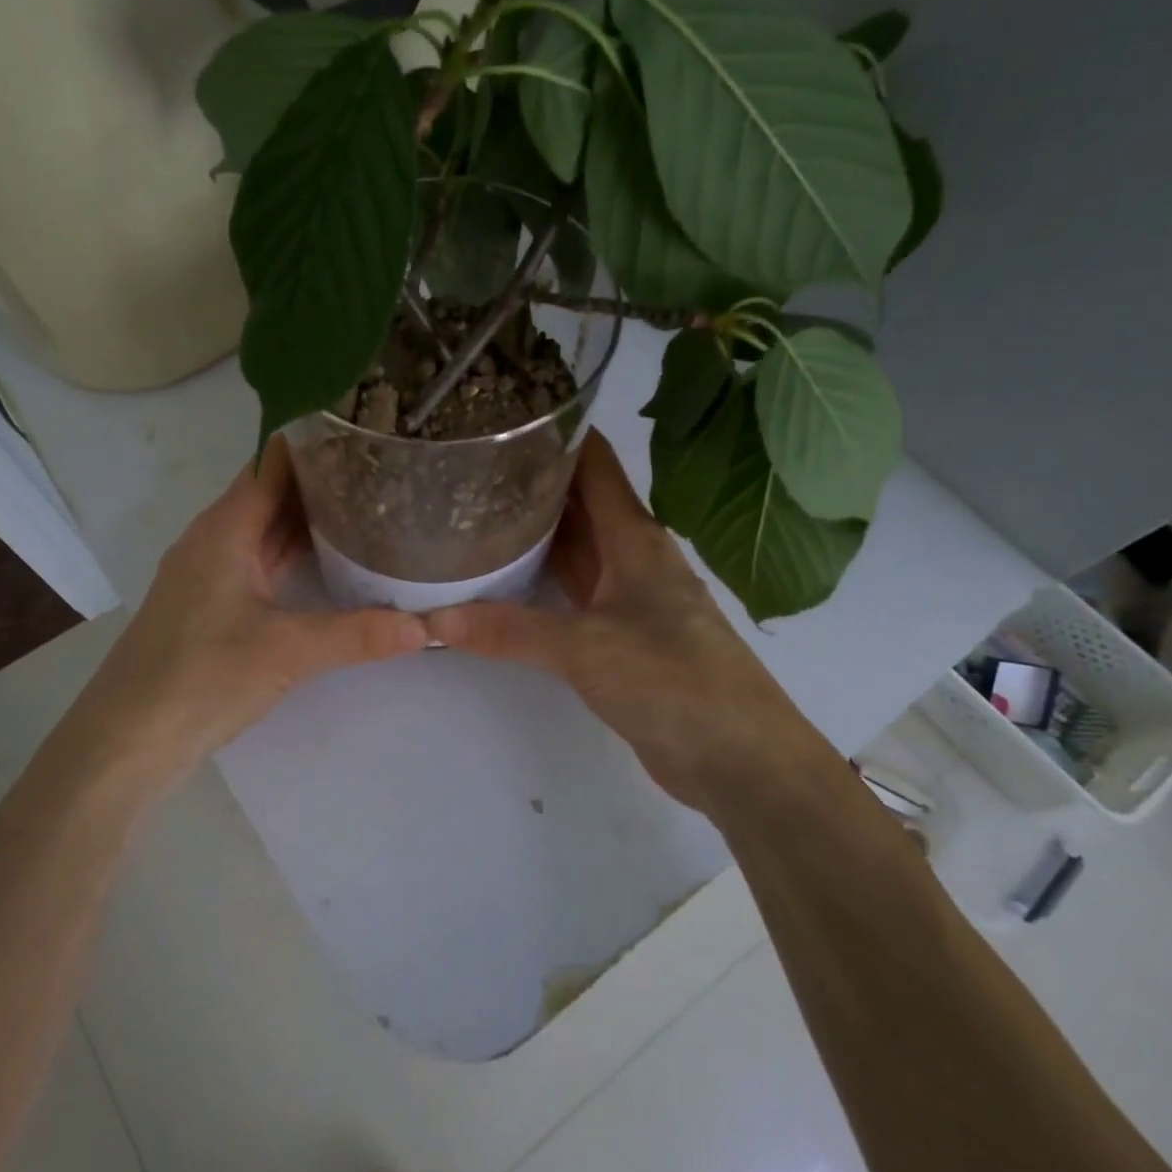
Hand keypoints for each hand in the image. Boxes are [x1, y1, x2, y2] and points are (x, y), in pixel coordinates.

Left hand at [65, 437, 427, 799]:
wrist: (127, 739)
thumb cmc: (201, 677)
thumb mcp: (288, 652)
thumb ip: (358, 635)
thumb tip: (427, 629)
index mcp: (225, 528)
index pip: (273, 462)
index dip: (316, 441)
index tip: (367, 429)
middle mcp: (214, 538)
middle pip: (272, 492)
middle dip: (323, 479)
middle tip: (384, 468)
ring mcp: (210, 572)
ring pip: (265, 529)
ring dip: (309, 518)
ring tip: (368, 506)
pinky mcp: (212, 604)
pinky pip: (260, 560)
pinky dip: (293, 553)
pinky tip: (330, 562)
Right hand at [426, 431, 830, 816]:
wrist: (737, 758)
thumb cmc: (672, 679)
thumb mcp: (585, 648)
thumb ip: (509, 630)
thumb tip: (434, 619)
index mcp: (634, 538)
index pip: (595, 465)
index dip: (558, 433)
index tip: (507, 413)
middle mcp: (631, 557)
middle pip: (579, 503)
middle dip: (532, 480)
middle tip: (471, 462)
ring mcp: (627, 598)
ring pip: (574, 549)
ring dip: (534, 531)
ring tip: (475, 509)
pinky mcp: (619, 636)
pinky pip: (572, 593)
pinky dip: (540, 580)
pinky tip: (503, 578)